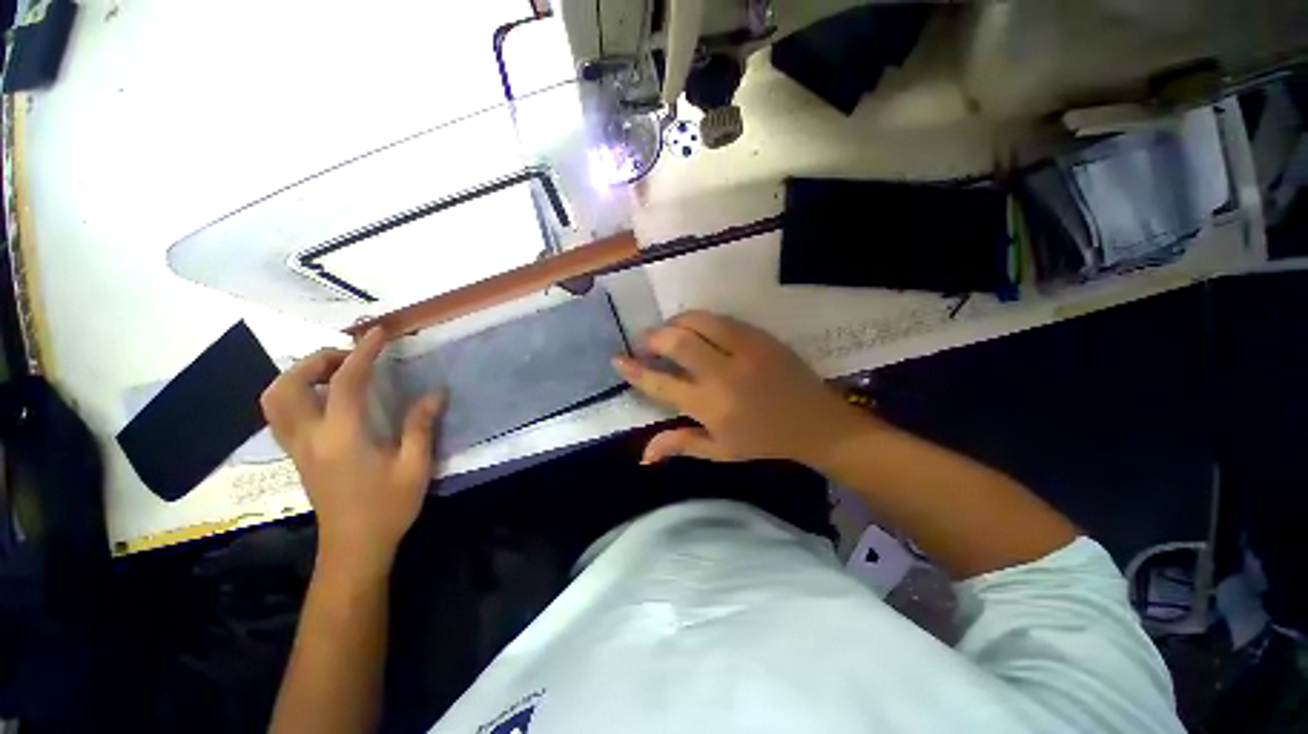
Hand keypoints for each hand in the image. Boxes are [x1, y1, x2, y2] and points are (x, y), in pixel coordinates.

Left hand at [261, 328, 444, 572]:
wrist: (353, 548)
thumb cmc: (388, 508)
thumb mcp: (415, 467)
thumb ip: (421, 426)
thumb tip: (436, 392)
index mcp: (343, 437)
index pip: (345, 382)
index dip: (363, 353)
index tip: (379, 334)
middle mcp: (310, 437)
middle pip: (288, 385)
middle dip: (316, 360)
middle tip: (350, 357)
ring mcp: (297, 448)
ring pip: (274, 399)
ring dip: (299, 375)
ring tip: (334, 373)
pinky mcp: (296, 456)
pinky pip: (281, 413)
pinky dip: (297, 393)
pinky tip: (326, 399)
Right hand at [613, 311, 876, 466]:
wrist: (815, 422)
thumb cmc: (763, 441)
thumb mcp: (719, 450)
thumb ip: (679, 445)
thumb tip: (642, 456)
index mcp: (710, 406)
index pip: (661, 383)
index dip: (635, 370)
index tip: (618, 360)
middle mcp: (723, 373)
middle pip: (677, 341)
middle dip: (652, 337)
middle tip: (644, 343)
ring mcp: (744, 349)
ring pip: (698, 320)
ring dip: (674, 323)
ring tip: (668, 333)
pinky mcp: (759, 335)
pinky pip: (721, 318)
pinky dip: (700, 320)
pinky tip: (696, 330)